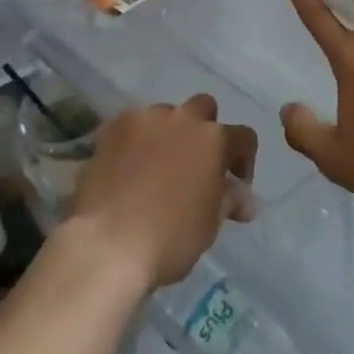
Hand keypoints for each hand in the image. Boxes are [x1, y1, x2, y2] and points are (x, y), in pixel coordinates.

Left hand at [68, 95, 257, 289]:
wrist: (107, 243)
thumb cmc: (170, 239)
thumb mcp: (210, 225)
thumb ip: (229, 200)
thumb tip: (245, 198)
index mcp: (214, 139)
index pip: (243, 137)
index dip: (244, 160)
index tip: (234, 186)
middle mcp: (182, 118)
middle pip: (203, 109)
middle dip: (204, 131)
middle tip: (195, 166)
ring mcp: (144, 119)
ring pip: (165, 115)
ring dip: (167, 134)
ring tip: (156, 168)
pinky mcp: (111, 127)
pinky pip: (132, 126)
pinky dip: (135, 141)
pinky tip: (126, 168)